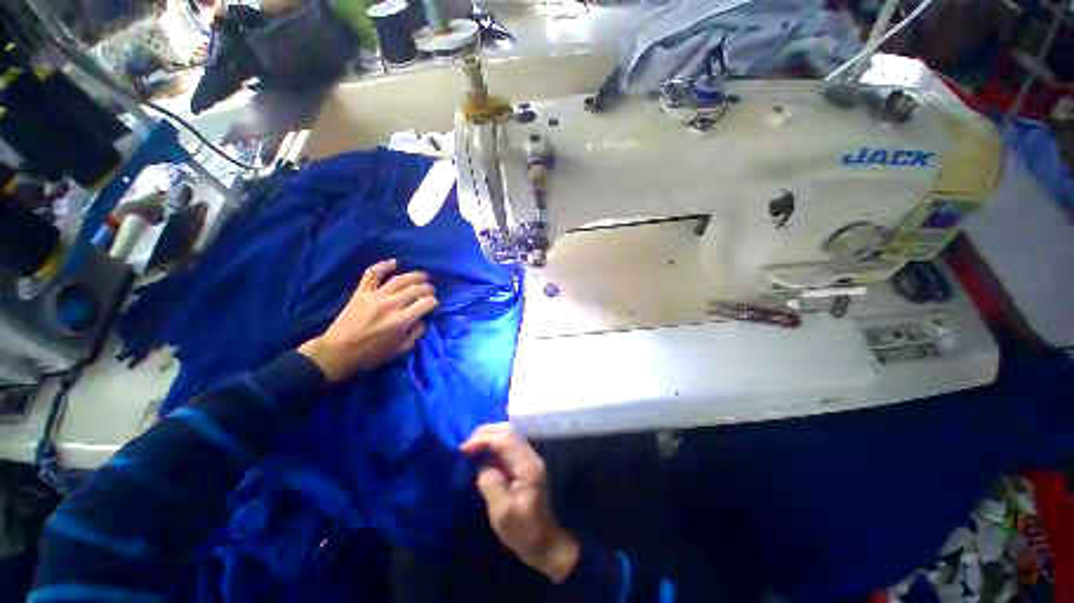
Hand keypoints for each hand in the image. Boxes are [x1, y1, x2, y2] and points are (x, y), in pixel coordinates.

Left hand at [298, 259, 437, 381]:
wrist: (338, 352)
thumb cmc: (372, 354)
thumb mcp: (401, 349)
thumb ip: (416, 333)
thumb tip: (423, 319)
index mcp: (401, 321)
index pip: (426, 303)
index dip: (433, 302)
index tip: (433, 304)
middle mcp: (391, 305)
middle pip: (416, 289)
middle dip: (428, 288)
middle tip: (430, 290)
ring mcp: (375, 296)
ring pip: (399, 280)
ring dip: (414, 276)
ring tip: (423, 276)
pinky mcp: (361, 292)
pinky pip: (372, 274)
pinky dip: (383, 266)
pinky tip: (394, 262)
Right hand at [460, 423, 579, 583]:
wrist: (543, 541)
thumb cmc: (523, 530)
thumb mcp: (503, 513)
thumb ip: (491, 484)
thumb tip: (482, 467)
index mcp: (527, 465)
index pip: (505, 440)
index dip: (484, 439)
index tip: (464, 448)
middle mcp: (530, 456)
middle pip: (508, 431)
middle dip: (485, 433)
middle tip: (466, 445)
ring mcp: (528, 458)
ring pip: (508, 434)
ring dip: (489, 436)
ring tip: (471, 446)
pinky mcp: (523, 463)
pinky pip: (507, 444)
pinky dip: (493, 443)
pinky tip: (482, 452)